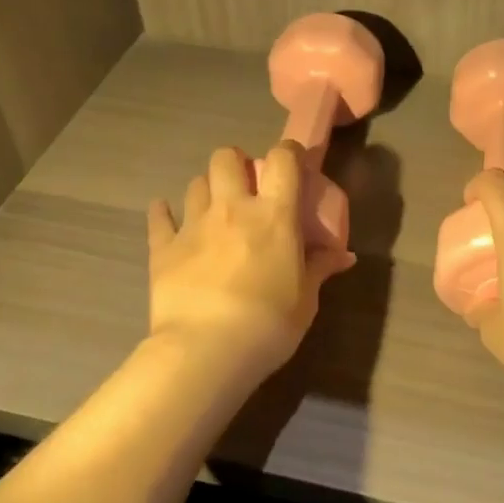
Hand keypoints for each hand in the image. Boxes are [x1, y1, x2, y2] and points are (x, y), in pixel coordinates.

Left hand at [146, 142, 355, 379]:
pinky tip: (165, 215)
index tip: (292, 162)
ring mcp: (193, 225)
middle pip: (226, 158)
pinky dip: (163, 213)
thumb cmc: (270, 323)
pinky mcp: (163, 248)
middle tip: (244, 185)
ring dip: (207, 189)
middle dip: (236, 163)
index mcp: (274, 215)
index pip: (283, 159)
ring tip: (213, 208)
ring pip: (195, 183)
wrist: (207, 350)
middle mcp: (232, 209)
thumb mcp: (306, 299)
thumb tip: (344, 256)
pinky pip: (159, 218)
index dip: (288, 152)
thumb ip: (320, 268)